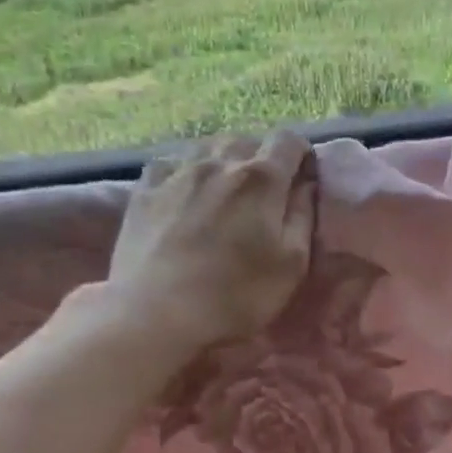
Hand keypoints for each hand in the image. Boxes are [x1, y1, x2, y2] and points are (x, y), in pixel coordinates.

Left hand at [107, 130, 315, 351]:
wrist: (155, 312)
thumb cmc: (235, 295)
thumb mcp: (291, 265)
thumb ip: (303, 217)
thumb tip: (307, 185)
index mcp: (261, 178)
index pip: (288, 140)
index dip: (301, 153)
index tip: (302, 177)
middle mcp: (219, 161)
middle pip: (248, 140)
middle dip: (263, 157)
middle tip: (266, 192)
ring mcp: (177, 172)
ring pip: (208, 146)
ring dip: (225, 161)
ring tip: (226, 189)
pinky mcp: (144, 188)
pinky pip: (172, 162)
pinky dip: (186, 169)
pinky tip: (185, 191)